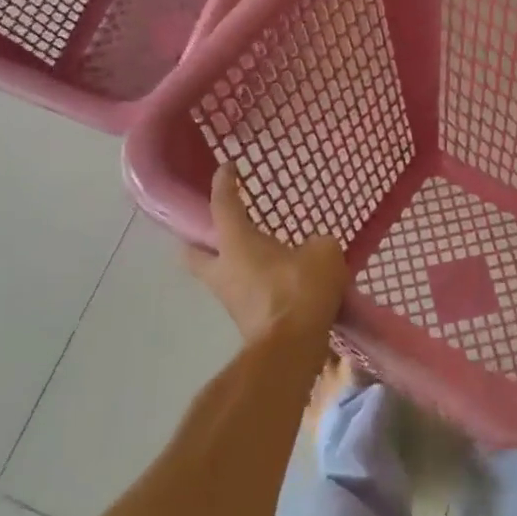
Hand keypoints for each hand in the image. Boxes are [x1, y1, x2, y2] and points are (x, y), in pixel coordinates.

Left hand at [184, 165, 347, 348]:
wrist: (291, 348)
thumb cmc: (300, 290)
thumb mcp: (323, 252)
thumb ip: (316, 243)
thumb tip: (313, 249)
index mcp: (236, 242)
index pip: (223, 203)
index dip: (224, 182)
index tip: (227, 167)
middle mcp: (223, 268)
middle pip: (193, 251)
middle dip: (198, 239)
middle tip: (216, 228)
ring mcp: (230, 298)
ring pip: (217, 276)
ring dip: (229, 265)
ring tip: (255, 256)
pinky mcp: (244, 321)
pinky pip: (242, 295)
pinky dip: (253, 286)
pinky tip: (275, 282)